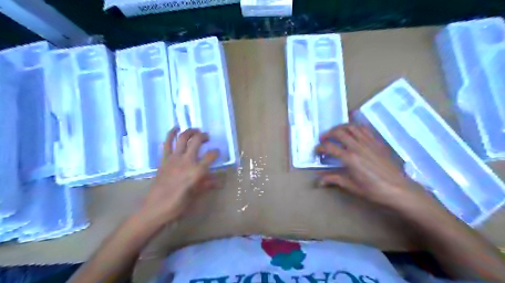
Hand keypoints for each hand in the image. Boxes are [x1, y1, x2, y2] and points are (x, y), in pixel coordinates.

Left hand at [137, 128, 219, 227]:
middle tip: (207, 137)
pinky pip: (167, 143)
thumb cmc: (178, 204)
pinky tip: (176, 128)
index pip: (211, 156)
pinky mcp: (164, 159)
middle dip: (204, 137)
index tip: (217, 152)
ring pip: (183, 138)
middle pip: (197, 141)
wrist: (155, 208)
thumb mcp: (196, 195)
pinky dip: (171, 133)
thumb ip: (207, 185)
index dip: (216, 152)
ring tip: (195, 130)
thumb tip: (220, 183)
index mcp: (197, 171)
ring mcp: (174, 158)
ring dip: (190, 131)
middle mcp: (187, 161)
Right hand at [317, 124, 426, 209]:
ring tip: (336, 132)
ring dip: (341, 127)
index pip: (329, 147)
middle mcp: (357, 147)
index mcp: (349, 158)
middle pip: (339, 132)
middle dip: (328, 134)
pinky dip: (356, 126)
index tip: (317, 150)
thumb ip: (334, 179)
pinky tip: (352, 129)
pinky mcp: (377, 142)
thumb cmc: (374, 190)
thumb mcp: (352, 186)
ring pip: (351, 127)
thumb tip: (319, 180)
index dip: (320, 147)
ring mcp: (368, 142)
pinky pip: (365, 129)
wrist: (398, 189)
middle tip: (323, 139)